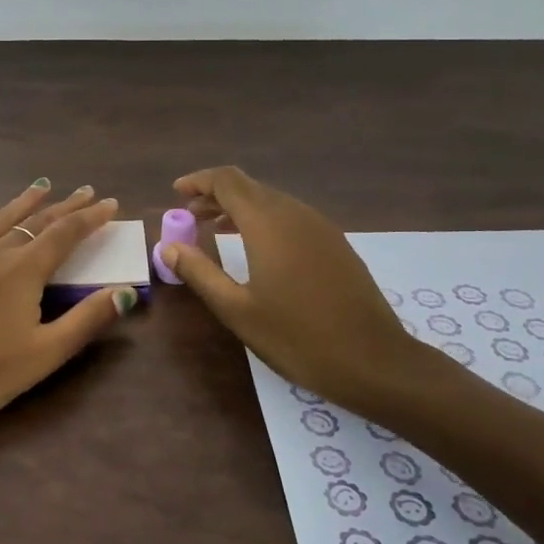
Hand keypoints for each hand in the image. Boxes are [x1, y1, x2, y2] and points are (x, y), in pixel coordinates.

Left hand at [0, 180, 138, 423]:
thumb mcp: (45, 353)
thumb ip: (87, 320)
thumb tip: (126, 291)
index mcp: (24, 270)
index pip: (65, 234)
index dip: (90, 218)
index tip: (109, 203)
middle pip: (36, 221)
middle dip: (65, 206)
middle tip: (85, 191)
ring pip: (0, 218)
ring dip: (24, 201)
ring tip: (42, 186)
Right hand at [157, 166, 443, 413]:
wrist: (376, 361)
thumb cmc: (299, 337)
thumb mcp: (238, 310)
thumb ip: (200, 272)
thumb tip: (168, 246)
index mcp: (268, 223)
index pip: (227, 181)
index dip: (199, 181)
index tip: (176, 194)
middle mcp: (295, 214)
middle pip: (249, 187)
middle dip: (215, 195)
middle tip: (189, 216)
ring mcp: (320, 227)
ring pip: (271, 200)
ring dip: (239, 208)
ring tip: (215, 230)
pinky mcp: (335, 244)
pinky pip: (290, 216)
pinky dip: (263, 220)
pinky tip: (255, 248)